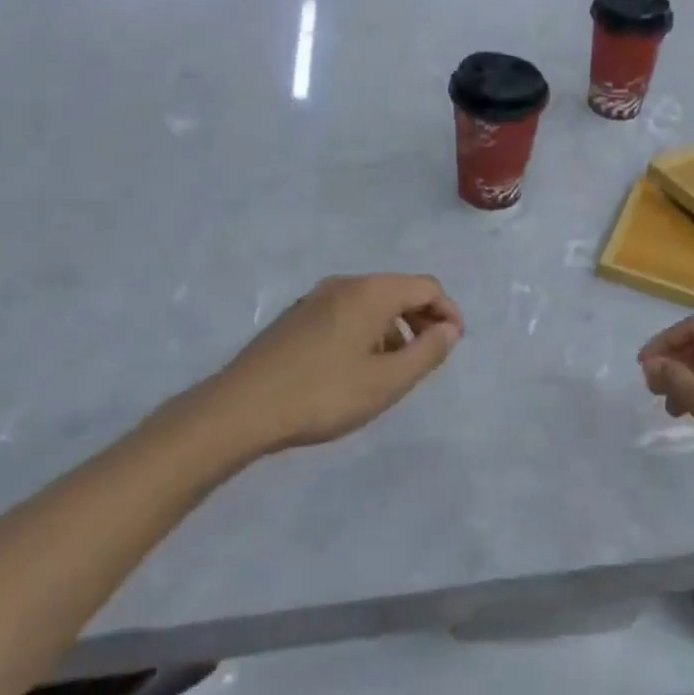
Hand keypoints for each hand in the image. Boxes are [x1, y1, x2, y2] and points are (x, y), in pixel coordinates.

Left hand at [175, 274, 463, 461]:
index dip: (448, 312)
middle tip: (427, 359)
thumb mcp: (387, 381)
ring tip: (393, 371)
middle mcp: (344, 284)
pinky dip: (366, 333)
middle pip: (399, 291)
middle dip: (422, 320)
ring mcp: (315, 298)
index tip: (453, 346)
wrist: (239, 410)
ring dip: (393, 330)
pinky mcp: (296, 317)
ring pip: (371, 304)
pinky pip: (346, 314)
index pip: (426, 286)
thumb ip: (427, 352)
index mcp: (371, 292)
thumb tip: (449, 329)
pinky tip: (356, 369)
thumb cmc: (323, 394)